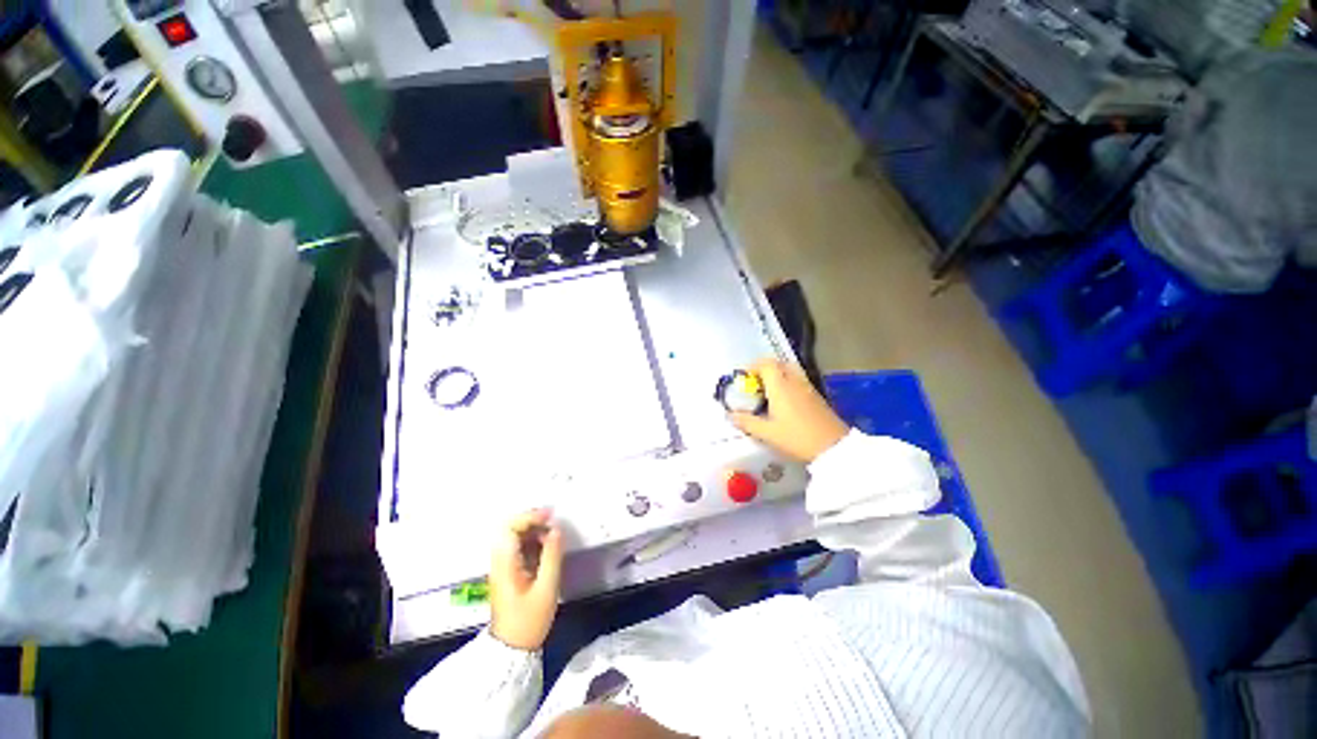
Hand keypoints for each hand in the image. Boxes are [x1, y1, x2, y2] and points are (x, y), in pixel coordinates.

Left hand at [488, 509, 563, 650]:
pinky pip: (518, 547)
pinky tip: (546, 546)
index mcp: (505, 564)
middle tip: (553, 521)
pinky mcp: (508, 572)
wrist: (511, 649)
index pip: (510, 528)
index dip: (530, 517)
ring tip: (553, 533)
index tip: (550, 516)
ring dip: (533, 530)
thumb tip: (557, 530)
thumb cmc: (529, 621)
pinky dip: (532, 540)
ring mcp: (502, 566)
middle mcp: (500, 561)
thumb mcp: (546, 589)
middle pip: (510, 528)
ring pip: (514, 537)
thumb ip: (552, 556)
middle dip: (532, 520)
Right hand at [730, 358, 849, 463]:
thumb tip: (729, 415)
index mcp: (780, 385)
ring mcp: (807, 387)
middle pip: (778, 364)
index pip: (766, 364)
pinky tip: (783, 402)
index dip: (752, 367)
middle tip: (755, 383)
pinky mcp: (816, 396)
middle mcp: (794, 381)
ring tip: (767, 392)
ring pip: (789, 371)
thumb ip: (746, 422)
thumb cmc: (797, 437)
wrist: (833, 447)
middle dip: (764, 369)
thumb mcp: (767, 433)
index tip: (744, 379)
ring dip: (776, 376)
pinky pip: (797, 380)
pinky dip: (787, 383)